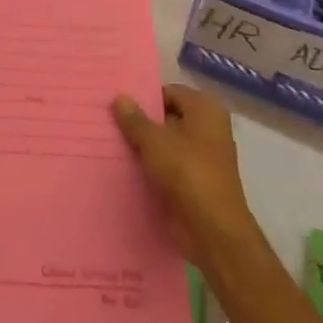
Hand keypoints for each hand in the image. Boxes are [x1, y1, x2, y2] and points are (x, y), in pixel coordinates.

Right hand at [113, 86, 257, 267]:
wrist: (212, 230)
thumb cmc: (186, 172)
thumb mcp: (153, 140)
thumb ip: (134, 118)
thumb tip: (119, 97)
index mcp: (205, 109)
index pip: (168, 92)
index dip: (144, 98)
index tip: (118, 105)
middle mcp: (209, 128)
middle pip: (168, 117)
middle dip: (142, 122)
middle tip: (110, 122)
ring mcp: (205, 157)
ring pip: (168, 143)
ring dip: (145, 146)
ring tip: (113, 143)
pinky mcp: (197, 182)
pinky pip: (170, 165)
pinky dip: (153, 166)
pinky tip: (127, 167)